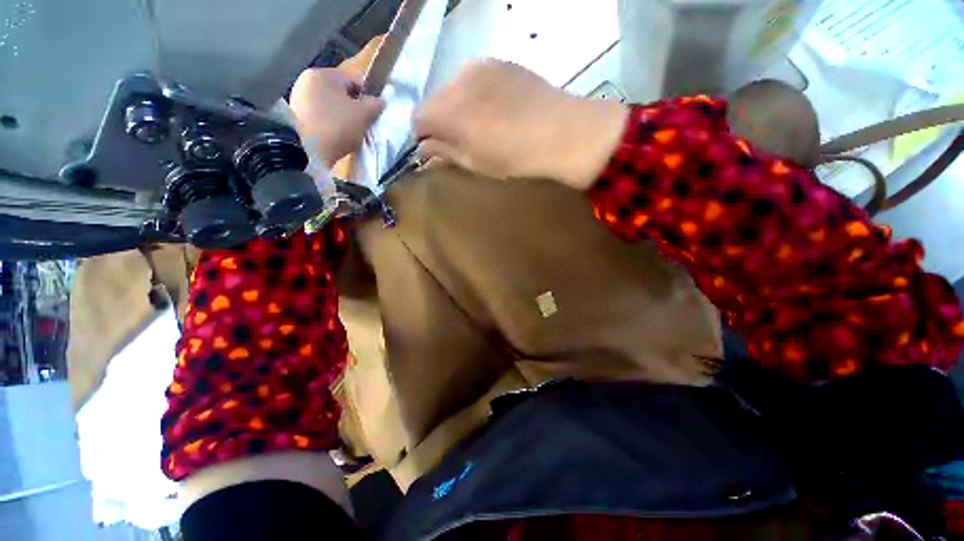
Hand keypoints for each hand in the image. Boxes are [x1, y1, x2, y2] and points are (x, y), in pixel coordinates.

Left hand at [289, 68, 384, 166]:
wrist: (307, 149)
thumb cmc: (338, 126)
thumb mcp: (364, 114)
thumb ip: (375, 104)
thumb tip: (379, 101)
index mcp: (324, 74)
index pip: (353, 81)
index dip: (367, 97)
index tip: (372, 114)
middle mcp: (307, 80)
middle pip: (340, 93)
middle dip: (353, 108)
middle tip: (361, 125)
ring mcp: (298, 97)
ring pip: (329, 105)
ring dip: (341, 116)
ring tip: (348, 133)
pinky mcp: (295, 115)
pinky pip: (319, 116)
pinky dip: (329, 124)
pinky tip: (334, 136)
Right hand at [414, 59, 628, 190]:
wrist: (569, 137)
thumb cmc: (519, 163)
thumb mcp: (478, 167)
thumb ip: (446, 155)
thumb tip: (425, 150)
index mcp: (451, 112)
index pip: (418, 119)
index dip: (424, 138)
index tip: (438, 152)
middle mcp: (460, 81)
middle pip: (435, 101)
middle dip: (441, 122)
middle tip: (462, 143)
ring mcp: (483, 66)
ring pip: (454, 88)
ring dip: (460, 108)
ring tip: (483, 128)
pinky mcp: (503, 63)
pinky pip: (476, 80)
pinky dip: (478, 96)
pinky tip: (498, 112)